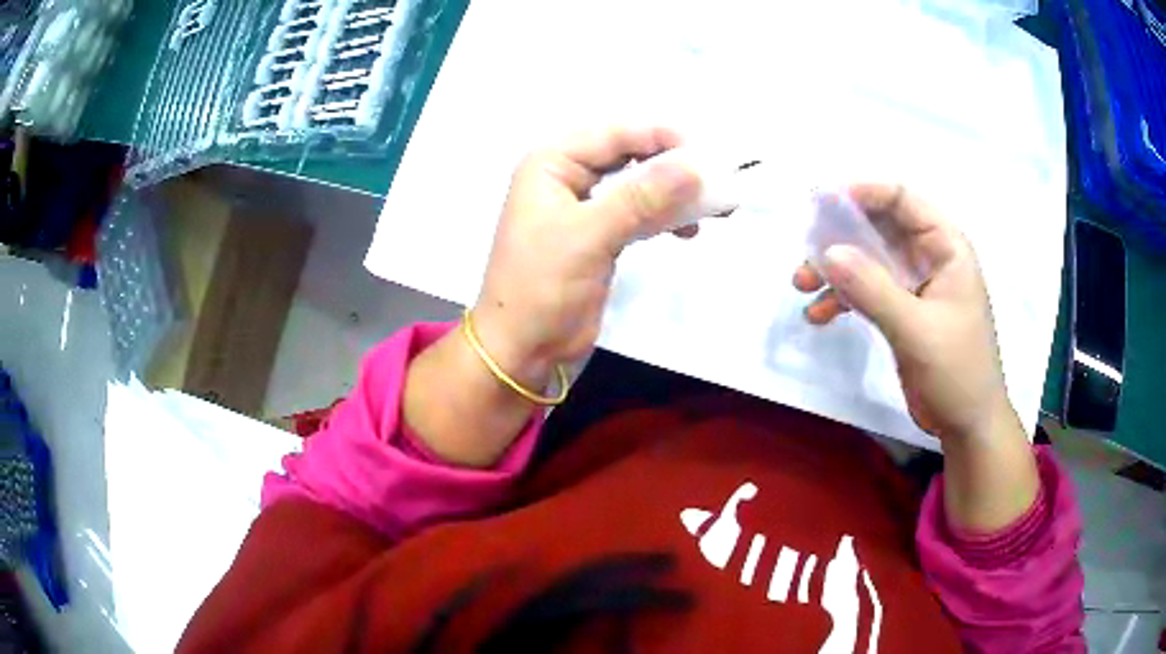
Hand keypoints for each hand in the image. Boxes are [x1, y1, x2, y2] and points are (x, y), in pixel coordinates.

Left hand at [403, 127, 703, 468]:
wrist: (522, 347)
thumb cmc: (542, 286)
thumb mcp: (589, 235)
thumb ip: (641, 197)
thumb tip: (695, 166)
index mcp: (551, 163)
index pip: (614, 134)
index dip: (660, 137)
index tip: (707, 154)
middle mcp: (567, 176)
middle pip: (628, 155)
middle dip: (672, 166)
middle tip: (716, 180)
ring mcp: (584, 206)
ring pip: (637, 185)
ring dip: (674, 193)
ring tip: (714, 207)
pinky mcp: (599, 235)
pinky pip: (638, 212)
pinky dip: (664, 216)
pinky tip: (688, 229)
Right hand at [792, 184, 1011, 444]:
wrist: (967, 425)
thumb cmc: (957, 370)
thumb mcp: (916, 328)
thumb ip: (872, 288)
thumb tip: (826, 251)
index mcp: (945, 247)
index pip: (902, 200)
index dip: (863, 193)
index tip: (822, 202)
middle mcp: (928, 257)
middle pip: (879, 227)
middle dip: (840, 236)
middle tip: (805, 250)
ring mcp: (914, 285)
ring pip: (868, 260)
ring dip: (835, 270)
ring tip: (802, 286)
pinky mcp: (902, 312)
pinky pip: (867, 292)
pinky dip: (843, 299)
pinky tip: (819, 316)